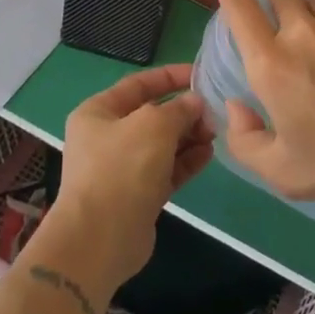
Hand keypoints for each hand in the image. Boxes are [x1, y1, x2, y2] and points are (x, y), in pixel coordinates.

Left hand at [42, 64, 214, 296]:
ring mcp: (122, 168)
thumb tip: (194, 103)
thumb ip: (178, 109)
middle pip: (152, 115)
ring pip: (162, 144)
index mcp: (98, 112)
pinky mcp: (138, 195)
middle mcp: (107, 137)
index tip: (201, 74)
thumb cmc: (122, 168)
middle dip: (184, 111)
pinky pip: (166, 170)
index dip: (170, 77)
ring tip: (216, 132)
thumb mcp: (153, 125)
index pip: (138, 84)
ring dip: (189, 136)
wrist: (100, 239)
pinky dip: (186, 160)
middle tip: (214, 111)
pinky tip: (209, 153)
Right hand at [218, 0, 314, 202]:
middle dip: (277, 5)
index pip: (239, 7)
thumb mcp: (281, 172)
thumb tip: (236, 105)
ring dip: (313, 18)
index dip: (233, 0)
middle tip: (289, 37)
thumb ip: (244, 139)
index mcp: (272, 63)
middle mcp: (303, 31)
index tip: (237, 5)